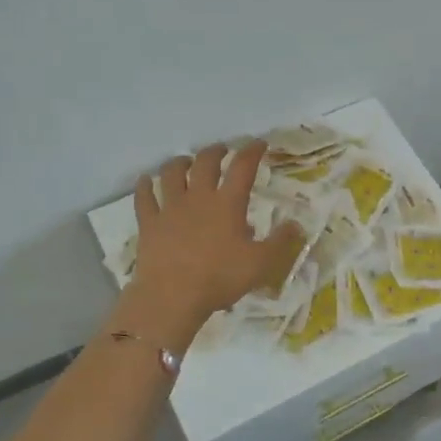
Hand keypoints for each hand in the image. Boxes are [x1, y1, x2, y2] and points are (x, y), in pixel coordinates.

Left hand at [130, 141, 304, 326]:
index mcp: (227, 204)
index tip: (259, 144)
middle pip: (205, 163)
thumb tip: (296, 224)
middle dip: (216, 152)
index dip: (252, 151)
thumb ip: (281, 242)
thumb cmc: (219, 278)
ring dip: (180, 162)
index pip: (243, 167)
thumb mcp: (261, 264)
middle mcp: (198, 197)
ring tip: (186, 161)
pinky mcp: (149, 223)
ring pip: (171, 173)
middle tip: (222, 150)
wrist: (172, 296)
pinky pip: (144, 197)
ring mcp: (170, 208)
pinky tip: (146, 180)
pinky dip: (145, 185)